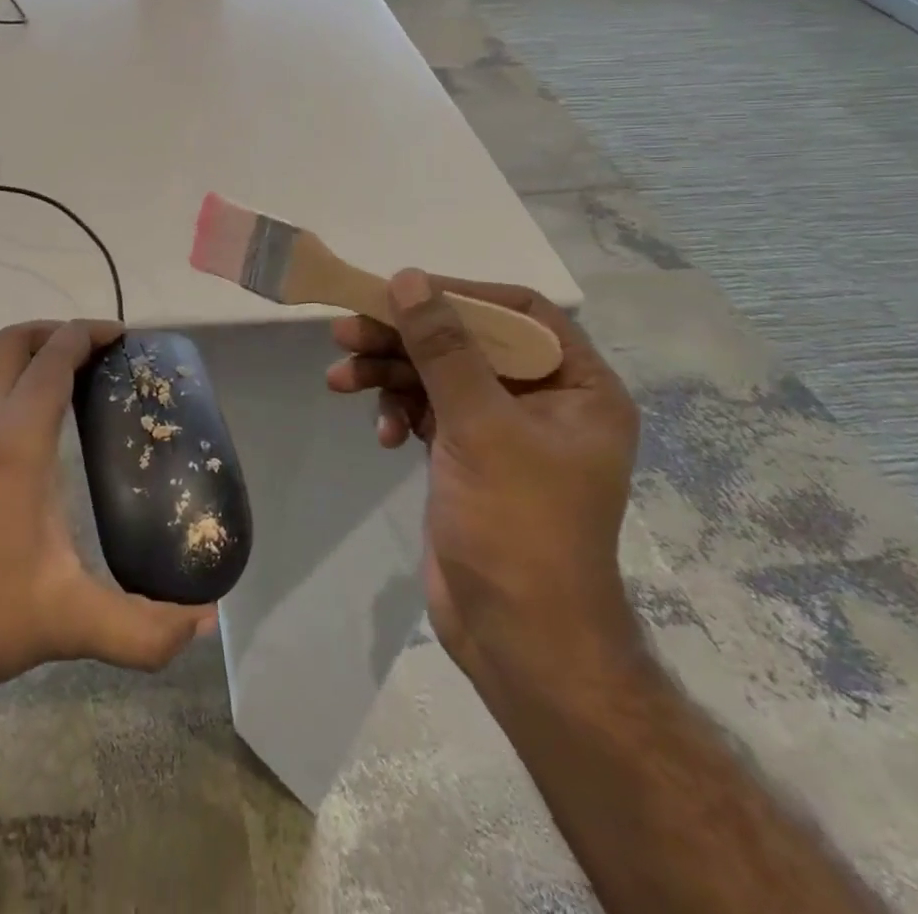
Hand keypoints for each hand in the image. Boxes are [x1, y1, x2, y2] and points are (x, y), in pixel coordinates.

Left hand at [0, 320, 214, 708]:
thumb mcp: (71, 623)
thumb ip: (144, 630)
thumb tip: (205, 623)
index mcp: (15, 443)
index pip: (52, 360)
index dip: (87, 335)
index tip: (121, 337)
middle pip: (9, 345)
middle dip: (52, 332)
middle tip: (90, 352)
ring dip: (9, 349)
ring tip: (44, 368)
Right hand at [325, 271, 640, 676]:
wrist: (519, 639)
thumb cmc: (518, 526)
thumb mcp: (479, 426)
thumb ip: (443, 347)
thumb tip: (409, 278)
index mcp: (578, 387)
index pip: (521, 314)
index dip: (462, 296)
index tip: (404, 293)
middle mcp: (544, 401)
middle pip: (467, 342)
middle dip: (405, 339)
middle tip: (346, 331)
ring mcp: (502, 430)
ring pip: (438, 376)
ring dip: (389, 374)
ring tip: (339, 380)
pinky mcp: (467, 456)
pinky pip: (427, 411)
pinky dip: (399, 413)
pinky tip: (382, 436)